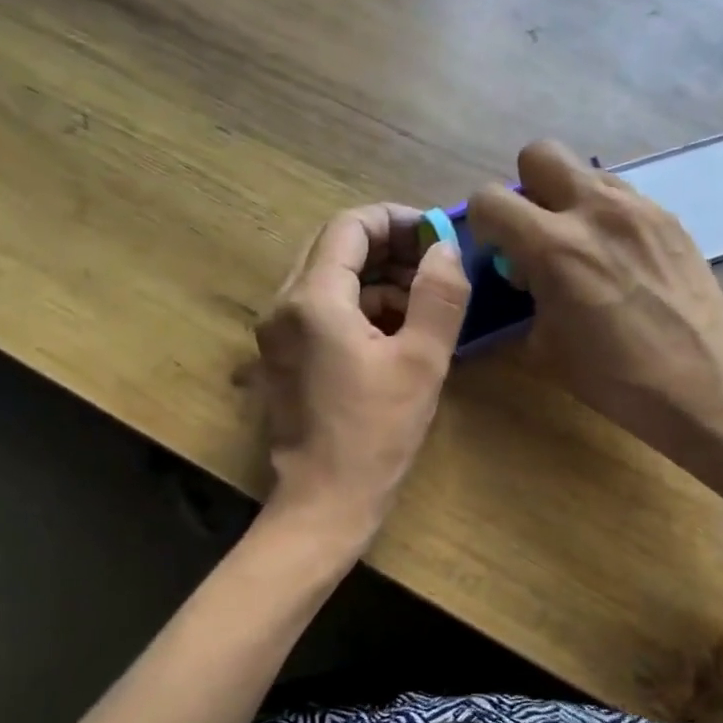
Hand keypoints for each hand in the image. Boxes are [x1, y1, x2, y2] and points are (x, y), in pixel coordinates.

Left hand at [253, 203, 469, 535]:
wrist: (324, 502)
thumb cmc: (376, 434)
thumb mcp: (421, 361)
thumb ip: (439, 295)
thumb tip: (445, 248)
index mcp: (313, 299)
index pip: (350, 226)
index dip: (397, 220)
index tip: (437, 235)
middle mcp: (284, 305)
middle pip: (334, 247)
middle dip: (387, 247)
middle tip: (434, 264)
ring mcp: (278, 332)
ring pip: (328, 278)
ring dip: (376, 278)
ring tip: (424, 302)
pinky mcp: (283, 356)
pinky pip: (322, 309)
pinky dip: (359, 306)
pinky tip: (397, 331)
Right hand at [467, 141, 722, 454]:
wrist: (700, 382)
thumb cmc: (614, 377)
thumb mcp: (544, 347)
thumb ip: (524, 298)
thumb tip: (525, 277)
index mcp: (553, 247)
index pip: (490, 198)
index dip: (483, 223)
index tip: (498, 251)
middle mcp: (594, 211)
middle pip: (540, 153)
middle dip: (528, 188)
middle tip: (538, 232)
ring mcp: (638, 209)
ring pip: (586, 172)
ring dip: (572, 201)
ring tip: (586, 248)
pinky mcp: (669, 218)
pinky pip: (624, 197)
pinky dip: (609, 218)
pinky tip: (623, 260)